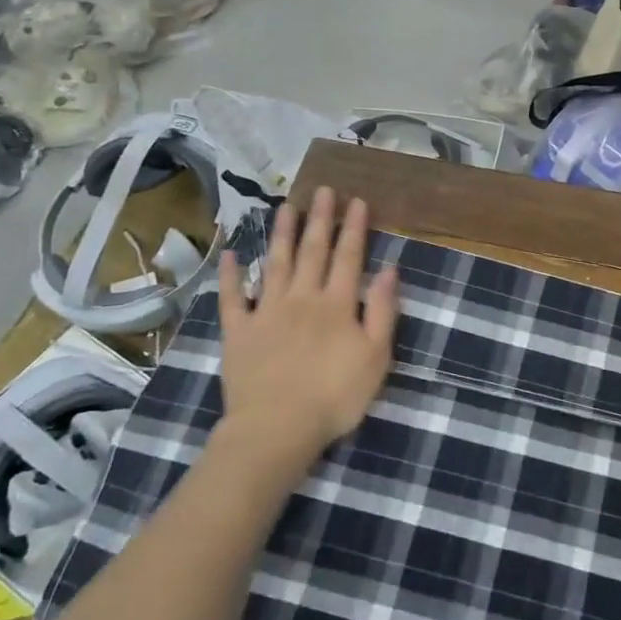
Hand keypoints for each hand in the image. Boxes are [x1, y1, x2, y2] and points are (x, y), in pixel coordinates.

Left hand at [214, 188, 400, 474]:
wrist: (276, 429)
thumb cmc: (334, 397)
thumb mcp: (376, 357)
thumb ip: (383, 311)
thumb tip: (389, 270)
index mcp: (338, 305)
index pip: (349, 257)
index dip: (354, 228)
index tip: (357, 201)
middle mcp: (302, 298)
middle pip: (313, 251)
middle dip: (320, 219)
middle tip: (324, 190)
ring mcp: (267, 312)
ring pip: (276, 263)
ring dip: (282, 233)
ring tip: (287, 206)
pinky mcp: (239, 331)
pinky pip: (233, 297)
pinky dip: (231, 274)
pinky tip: (231, 254)